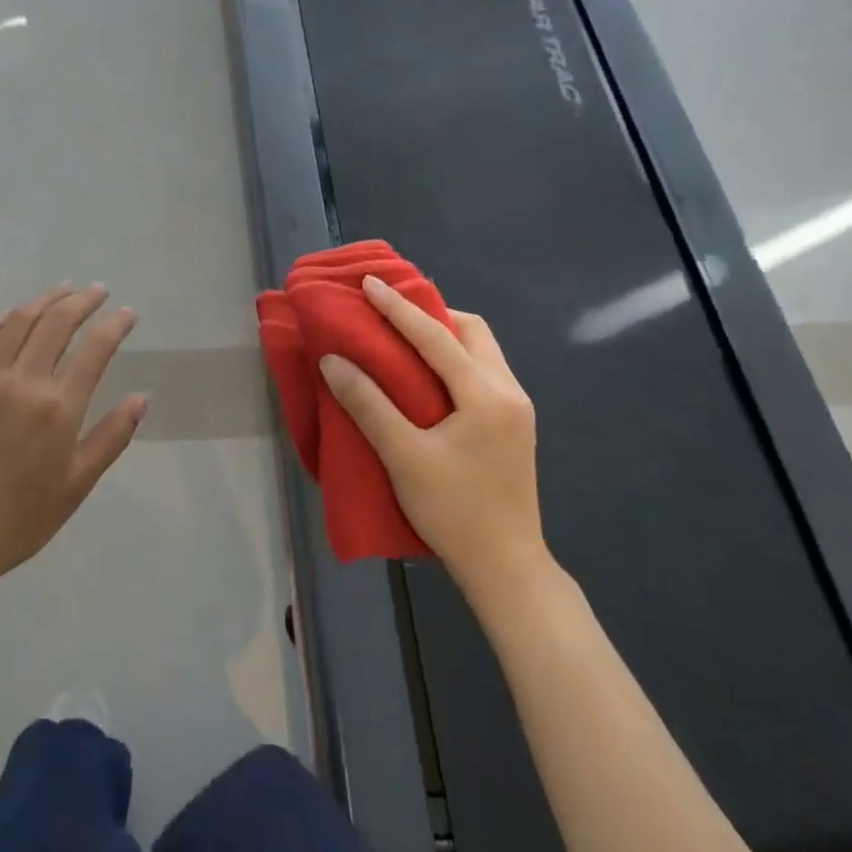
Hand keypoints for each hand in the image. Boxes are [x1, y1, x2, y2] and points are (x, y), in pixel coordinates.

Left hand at [0, 285, 145, 602]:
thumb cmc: (22, 518)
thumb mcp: (78, 484)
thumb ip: (112, 436)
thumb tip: (142, 397)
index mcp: (59, 408)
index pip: (95, 348)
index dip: (115, 324)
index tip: (128, 313)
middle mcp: (24, 382)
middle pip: (56, 323)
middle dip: (82, 301)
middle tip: (97, 291)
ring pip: (18, 321)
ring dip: (43, 301)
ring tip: (61, 292)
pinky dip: (0, 322)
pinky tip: (11, 321)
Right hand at [319, 275, 551, 588]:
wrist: (507, 569)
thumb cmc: (454, 511)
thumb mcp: (404, 457)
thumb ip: (368, 404)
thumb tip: (333, 361)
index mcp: (486, 394)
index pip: (436, 336)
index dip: (398, 308)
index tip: (370, 282)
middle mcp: (509, 391)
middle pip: (472, 332)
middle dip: (432, 314)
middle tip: (391, 313)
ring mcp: (517, 409)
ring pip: (482, 351)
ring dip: (445, 336)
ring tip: (405, 338)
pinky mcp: (514, 426)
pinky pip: (483, 371)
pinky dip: (455, 358)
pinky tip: (429, 375)